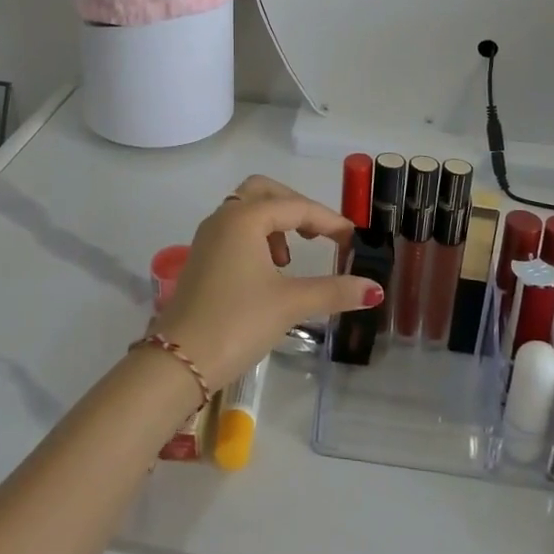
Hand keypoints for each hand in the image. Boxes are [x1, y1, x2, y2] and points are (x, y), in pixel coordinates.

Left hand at [158, 176, 381, 389]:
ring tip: (291, 259)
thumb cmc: (237, 323)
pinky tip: (269, 272)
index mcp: (244, 218)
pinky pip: (234, 230)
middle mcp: (223, 218)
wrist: (179, 361)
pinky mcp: (201, 258)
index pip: (296, 207)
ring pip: (246, 209)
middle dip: (295, 206)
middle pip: (264, 191)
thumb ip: (334, 291)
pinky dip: (257, 237)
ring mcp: (208, 237)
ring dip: (274, 222)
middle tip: (317, 234)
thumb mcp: (290, 304)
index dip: (329, 221)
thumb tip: (374, 289)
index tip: (353, 239)